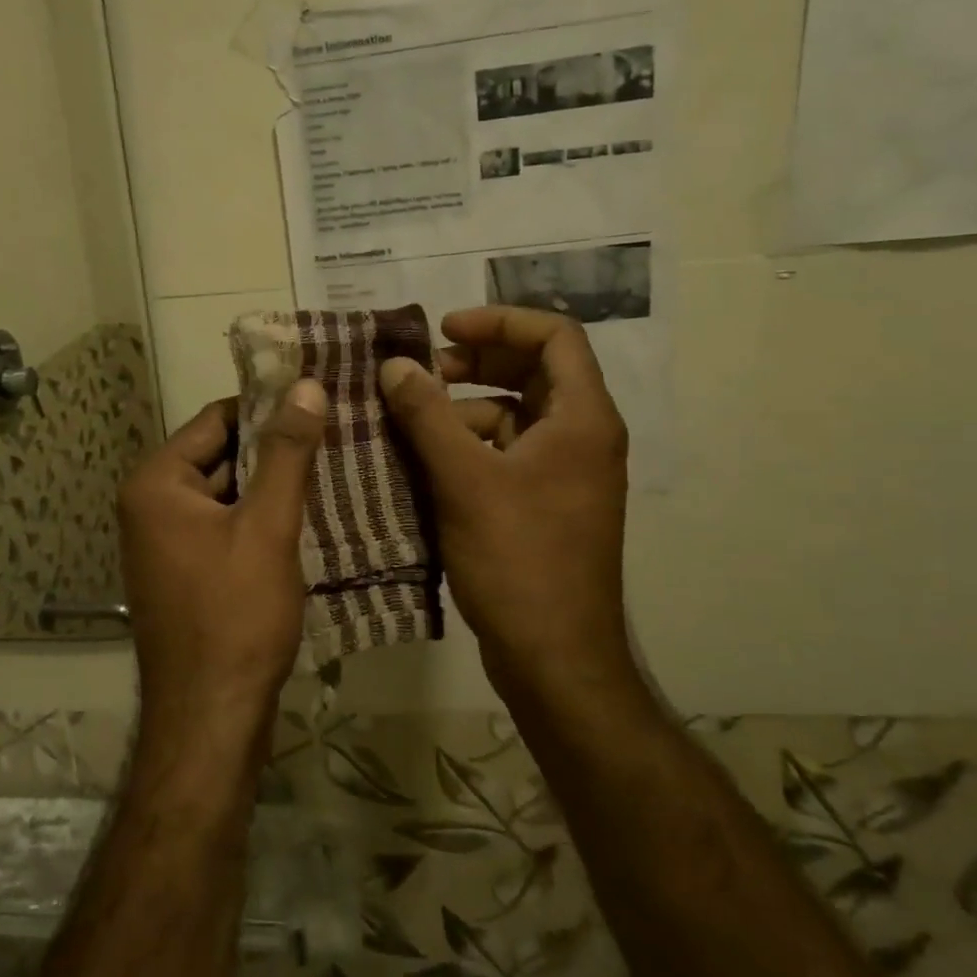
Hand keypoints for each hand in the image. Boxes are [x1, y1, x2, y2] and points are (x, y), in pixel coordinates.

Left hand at [118, 381, 327, 753]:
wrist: (210, 718)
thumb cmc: (236, 615)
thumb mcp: (268, 526)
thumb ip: (287, 453)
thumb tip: (306, 386)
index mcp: (156, 483)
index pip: (216, 419)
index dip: (267, 407)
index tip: (319, 402)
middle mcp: (150, 505)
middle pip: (220, 455)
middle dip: (275, 449)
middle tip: (336, 435)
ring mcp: (165, 542)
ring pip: (227, 493)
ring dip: (272, 485)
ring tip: (334, 469)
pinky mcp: (185, 571)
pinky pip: (225, 526)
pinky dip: (260, 519)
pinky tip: (308, 516)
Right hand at [378, 307, 636, 702]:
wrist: (554, 657)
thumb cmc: (518, 559)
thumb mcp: (465, 479)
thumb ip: (428, 415)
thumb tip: (394, 365)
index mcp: (582, 418)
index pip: (554, 335)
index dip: (499, 320)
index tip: (444, 329)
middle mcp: (581, 436)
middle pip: (533, 370)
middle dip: (475, 362)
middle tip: (420, 373)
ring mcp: (564, 472)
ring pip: (513, 414)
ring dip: (463, 407)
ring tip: (409, 420)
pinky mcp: (544, 503)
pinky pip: (505, 452)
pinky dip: (467, 445)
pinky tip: (423, 460)